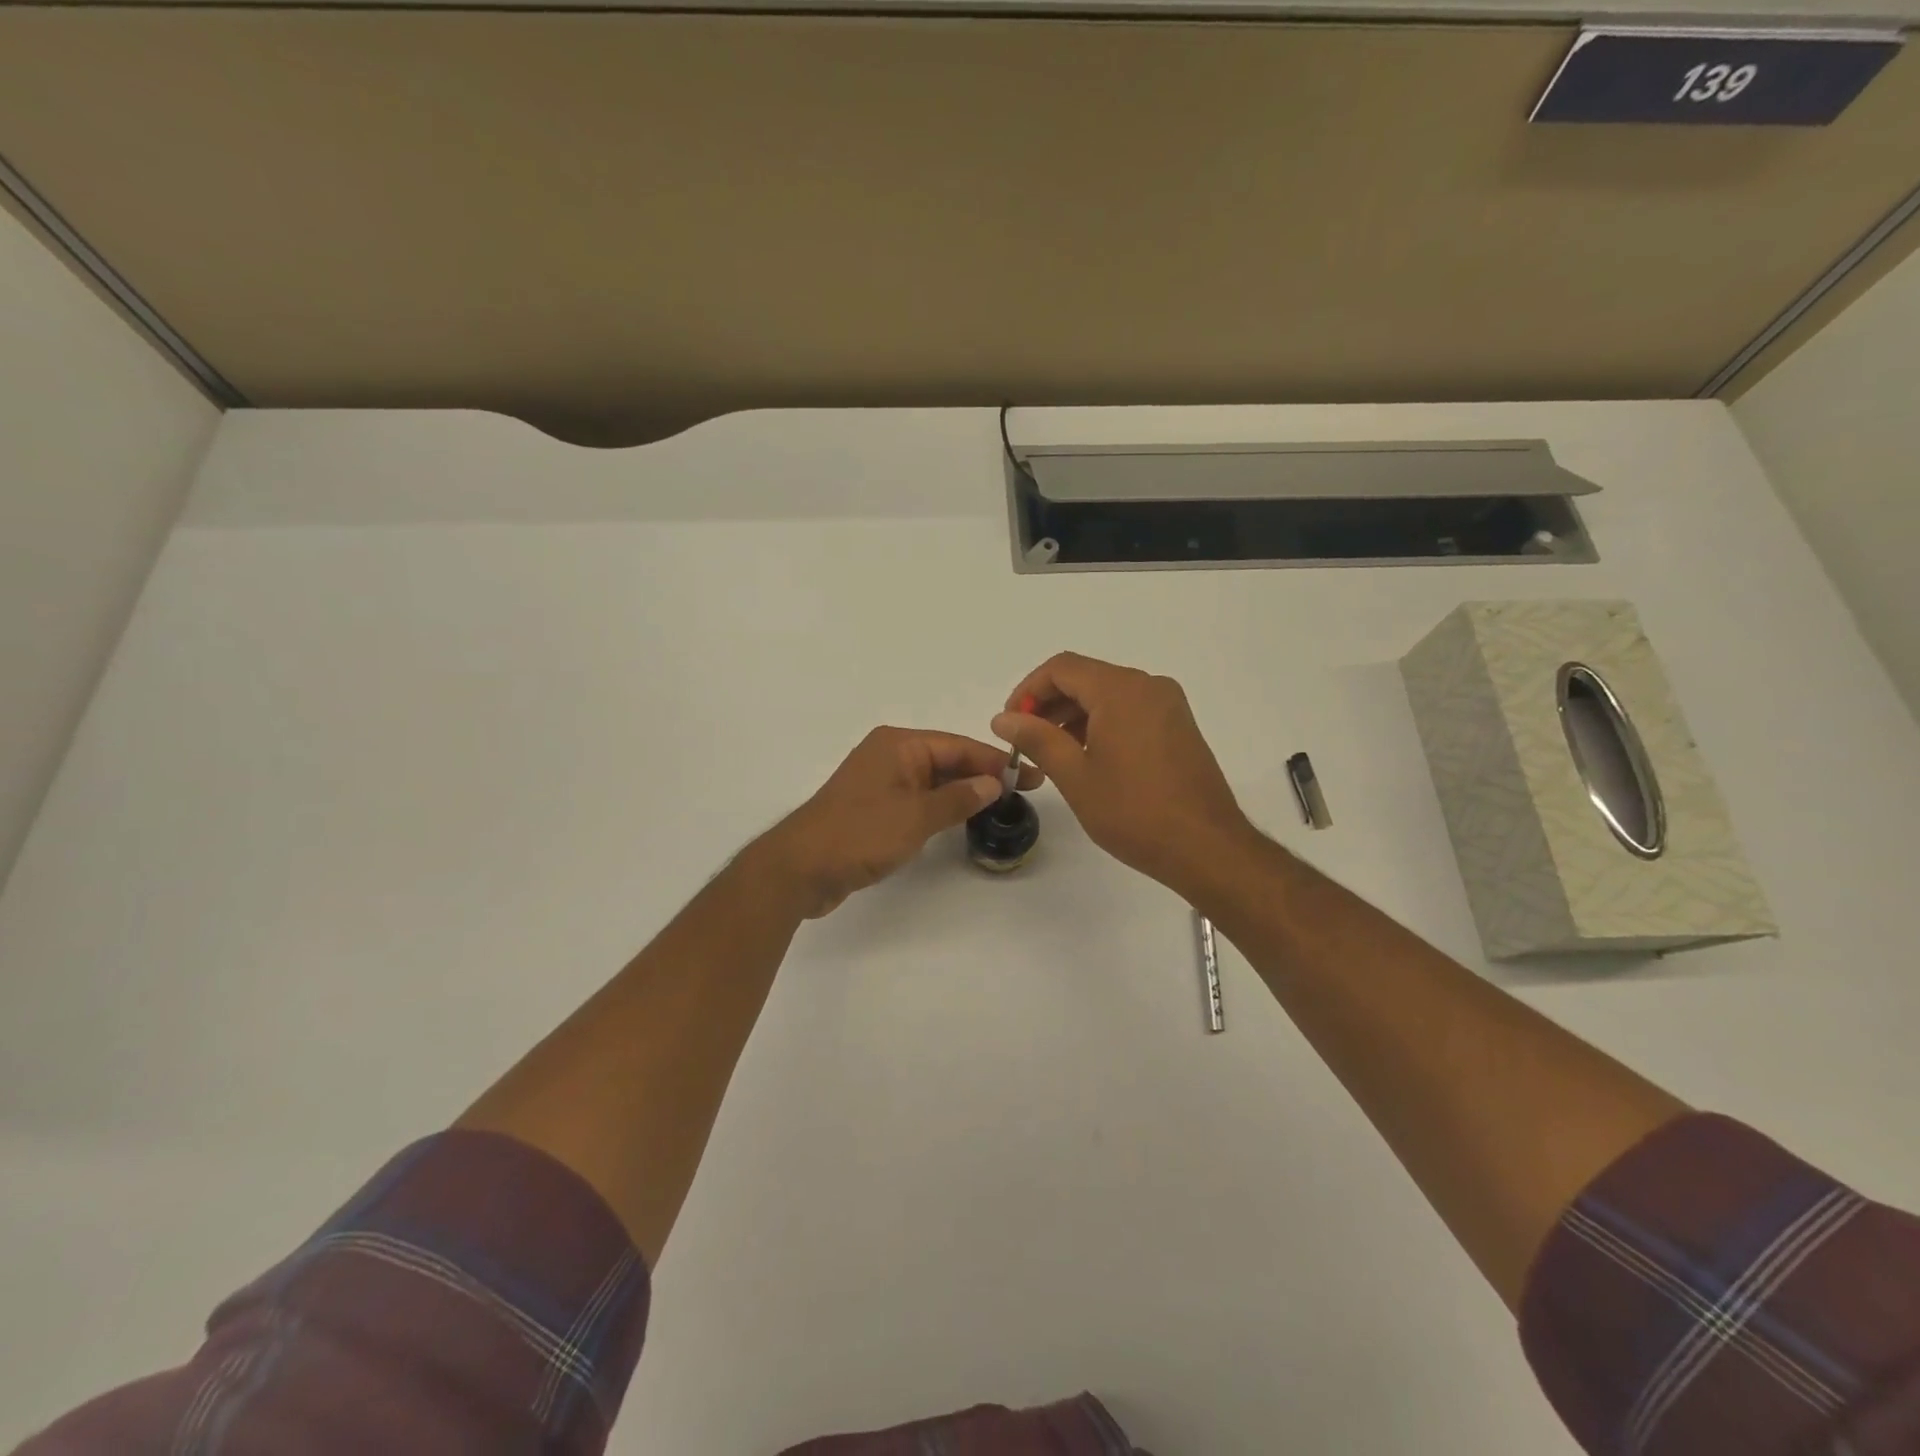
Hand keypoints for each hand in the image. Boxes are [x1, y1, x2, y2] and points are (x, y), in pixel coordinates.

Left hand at [753, 727, 1044, 917]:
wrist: (801, 868)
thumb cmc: (860, 834)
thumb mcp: (916, 816)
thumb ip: (958, 799)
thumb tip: (992, 784)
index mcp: (898, 745)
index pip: (958, 746)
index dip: (995, 761)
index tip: (1030, 775)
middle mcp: (889, 755)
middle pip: (946, 760)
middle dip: (982, 775)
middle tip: (1022, 792)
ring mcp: (880, 782)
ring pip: (933, 781)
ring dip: (963, 791)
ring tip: (1001, 805)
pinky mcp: (874, 807)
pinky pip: (918, 799)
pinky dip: (941, 806)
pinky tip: (961, 818)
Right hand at [992, 652, 1255, 900]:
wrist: (1206, 847)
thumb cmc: (1134, 811)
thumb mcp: (1075, 776)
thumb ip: (1036, 739)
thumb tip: (1003, 719)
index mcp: (1120, 690)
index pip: (1061, 668)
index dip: (1028, 690)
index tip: (1010, 723)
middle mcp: (1148, 686)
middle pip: (1086, 678)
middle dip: (1049, 703)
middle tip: (1024, 740)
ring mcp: (1168, 706)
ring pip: (1108, 695)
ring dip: (1074, 715)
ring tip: (1051, 752)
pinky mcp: (1179, 727)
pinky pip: (1130, 710)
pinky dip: (1101, 723)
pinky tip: (1087, 757)